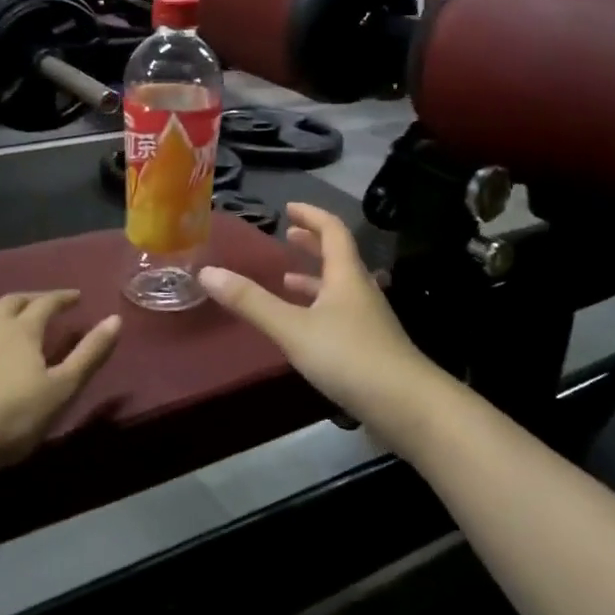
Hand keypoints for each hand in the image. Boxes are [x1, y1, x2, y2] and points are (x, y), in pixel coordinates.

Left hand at [0, 292, 120, 474]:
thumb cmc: (13, 418)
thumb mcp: (62, 389)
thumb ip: (90, 354)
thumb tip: (115, 319)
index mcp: (24, 330)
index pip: (47, 303)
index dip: (62, 298)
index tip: (76, 298)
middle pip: (11, 301)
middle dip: (30, 299)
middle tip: (42, 304)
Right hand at [197, 203, 445, 439]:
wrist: (407, 406)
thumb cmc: (349, 357)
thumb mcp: (293, 328)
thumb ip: (251, 302)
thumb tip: (207, 272)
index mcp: (346, 275)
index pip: (332, 230)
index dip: (311, 215)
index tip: (290, 207)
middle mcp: (361, 291)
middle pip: (339, 257)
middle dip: (313, 243)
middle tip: (289, 236)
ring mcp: (369, 320)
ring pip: (340, 288)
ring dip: (315, 278)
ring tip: (287, 279)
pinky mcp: (371, 347)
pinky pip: (341, 313)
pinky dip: (320, 308)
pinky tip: (306, 327)